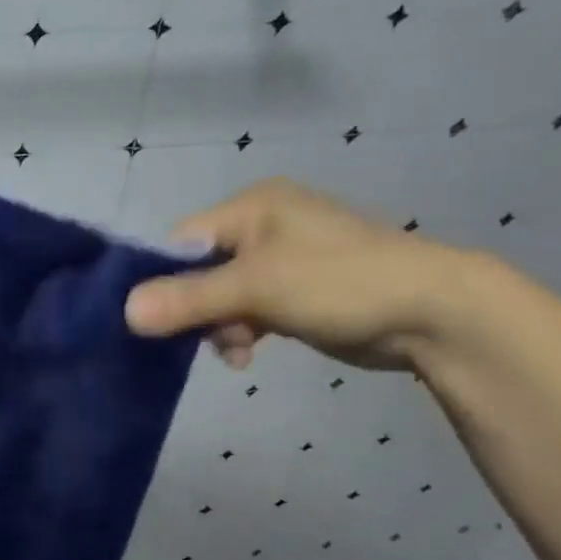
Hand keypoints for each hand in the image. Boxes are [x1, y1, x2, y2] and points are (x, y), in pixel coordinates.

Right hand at [124, 178, 472, 371]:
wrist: (435, 313)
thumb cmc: (341, 283)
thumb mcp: (257, 288)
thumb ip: (189, 299)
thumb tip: (125, 312)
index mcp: (253, 206)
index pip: (181, 241)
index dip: (164, 279)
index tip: (158, 318)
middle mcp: (263, 225)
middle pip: (199, 271)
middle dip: (198, 310)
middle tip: (207, 338)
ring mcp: (281, 259)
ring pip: (220, 295)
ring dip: (221, 326)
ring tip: (238, 349)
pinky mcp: (295, 290)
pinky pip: (246, 309)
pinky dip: (242, 331)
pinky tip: (248, 353)